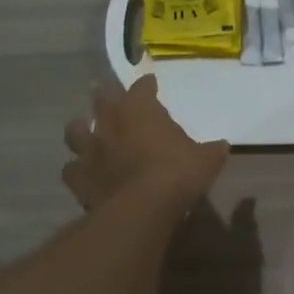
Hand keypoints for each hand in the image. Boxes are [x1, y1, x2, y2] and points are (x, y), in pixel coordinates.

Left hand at [62, 75, 228, 213]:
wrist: (143, 208)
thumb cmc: (177, 173)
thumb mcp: (206, 159)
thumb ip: (211, 149)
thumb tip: (222, 146)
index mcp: (140, 109)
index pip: (141, 87)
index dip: (147, 85)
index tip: (151, 85)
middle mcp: (110, 122)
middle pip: (101, 98)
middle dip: (106, 95)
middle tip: (111, 97)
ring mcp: (89, 149)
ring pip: (75, 129)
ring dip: (81, 129)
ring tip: (87, 131)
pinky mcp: (78, 177)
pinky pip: (71, 168)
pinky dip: (76, 169)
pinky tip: (83, 172)